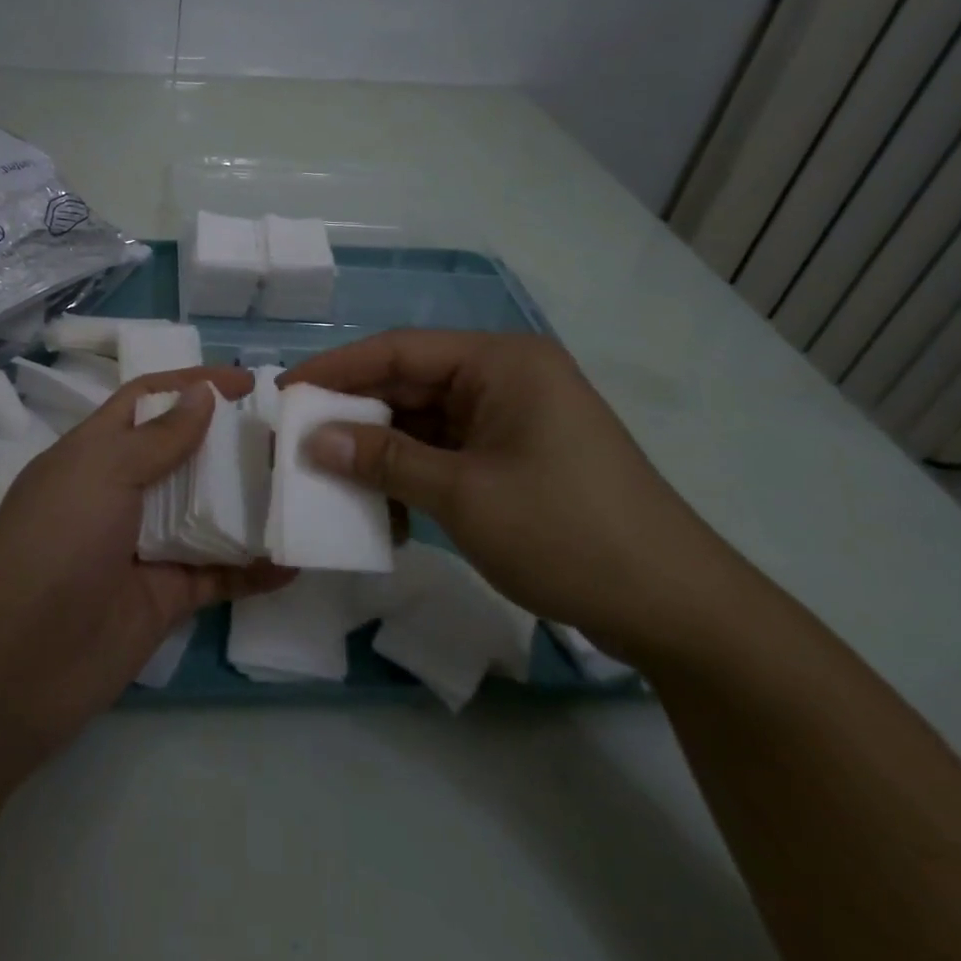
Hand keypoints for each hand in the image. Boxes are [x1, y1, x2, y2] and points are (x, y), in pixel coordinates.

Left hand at [0, 366, 291, 754]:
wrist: (16, 665)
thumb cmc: (56, 544)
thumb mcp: (102, 472)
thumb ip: (158, 436)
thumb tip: (202, 391)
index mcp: (96, 452)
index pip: (147, 400)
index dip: (191, 384)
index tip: (247, 381)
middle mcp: (123, 492)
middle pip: (185, 454)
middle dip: (231, 441)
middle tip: (290, 434)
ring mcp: (146, 546)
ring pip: (207, 513)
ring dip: (250, 502)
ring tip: (304, 487)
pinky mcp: (166, 597)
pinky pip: (218, 574)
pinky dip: (254, 569)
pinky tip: (294, 561)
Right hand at [282, 330, 747, 663]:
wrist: (676, 610)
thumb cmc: (567, 533)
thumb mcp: (462, 495)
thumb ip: (383, 459)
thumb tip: (312, 440)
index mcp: (500, 362)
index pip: (398, 350)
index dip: (336, 370)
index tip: (283, 394)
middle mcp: (505, 378)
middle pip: (409, 384)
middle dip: (354, 415)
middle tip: (297, 441)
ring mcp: (512, 420)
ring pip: (424, 422)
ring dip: (380, 452)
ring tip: (330, 480)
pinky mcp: (515, 458)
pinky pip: (446, 452)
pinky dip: (412, 476)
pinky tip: (384, 510)